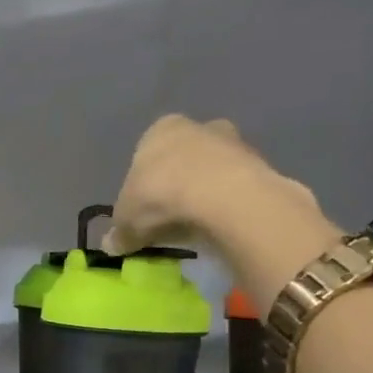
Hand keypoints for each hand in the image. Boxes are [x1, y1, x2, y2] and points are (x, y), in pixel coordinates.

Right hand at [106, 115, 339, 308]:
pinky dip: (228, 204)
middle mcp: (199, 127)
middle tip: (170, 216)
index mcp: (160, 130)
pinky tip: (219, 226)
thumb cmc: (161, 196)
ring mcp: (234, 143)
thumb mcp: (127, 221)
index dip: (144, 182)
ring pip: (213, 170)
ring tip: (196, 226)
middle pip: (184, 157)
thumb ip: (119, 232)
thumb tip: (111, 245)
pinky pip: (236, 187)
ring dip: (205, 193)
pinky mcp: (261, 165)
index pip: (147, 153)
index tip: (144, 208)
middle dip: (178, 182)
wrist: (224, 198)